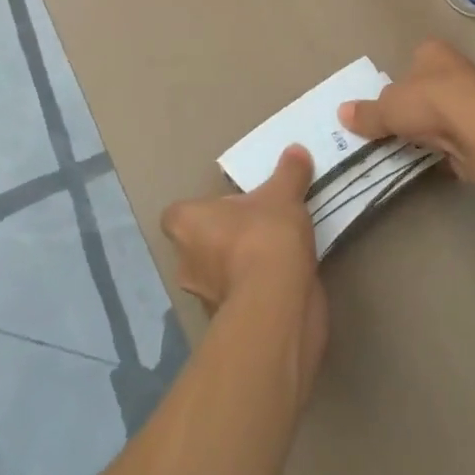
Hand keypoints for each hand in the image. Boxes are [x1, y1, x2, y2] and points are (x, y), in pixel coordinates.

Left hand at [163, 147, 327, 383]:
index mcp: (185, 224)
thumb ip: (289, 172)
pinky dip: (255, 292)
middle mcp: (185, 262)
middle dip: (223, 240)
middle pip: (198, 245)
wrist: (277, 304)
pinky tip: (282, 281)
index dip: (202, 211)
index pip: (178, 215)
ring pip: (217, 275)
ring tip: (275, 253)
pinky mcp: (227, 323)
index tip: (230, 207)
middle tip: (255, 227)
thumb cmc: (264, 236)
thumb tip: (296, 150)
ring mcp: (204, 297)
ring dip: (239, 268)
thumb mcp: (283, 194)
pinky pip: (239, 299)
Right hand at [340, 39, 474, 182]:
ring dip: (430, 128)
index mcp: (433, 51)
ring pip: (443, 112)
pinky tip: (436, 158)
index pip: (412, 60)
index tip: (388, 102)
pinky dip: (447, 146)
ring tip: (412, 146)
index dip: (399, 80)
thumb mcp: (387, 109)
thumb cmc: (431, 105)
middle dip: (413, 106)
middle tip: (394, 126)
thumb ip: (366, 113)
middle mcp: (456, 67)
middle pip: (427, 87)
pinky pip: (458, 135)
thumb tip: (341, 113)